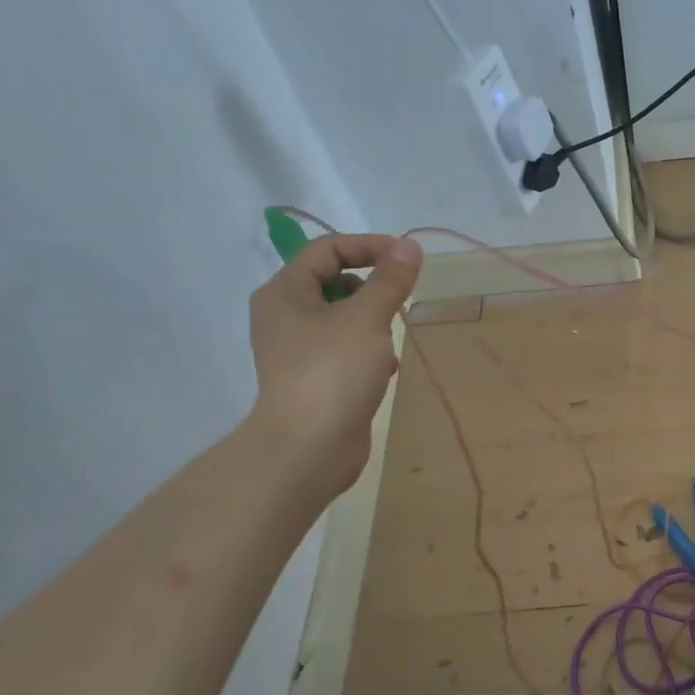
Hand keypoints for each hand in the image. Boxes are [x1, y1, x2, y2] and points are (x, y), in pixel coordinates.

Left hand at [247, 232, 422, 490]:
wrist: (309, 448)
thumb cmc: (333, 372)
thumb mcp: (368, 318)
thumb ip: (391, 280)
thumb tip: (409, 246)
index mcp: (285, 292)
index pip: (327, 249)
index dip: (369, 246)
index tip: (407, 259)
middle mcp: (285, 316)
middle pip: (334, 281)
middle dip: (373, 287)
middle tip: (400, 302)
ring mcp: (298, 350)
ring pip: (343, 318)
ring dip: (373, 321)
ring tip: (392, 337)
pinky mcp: (314, 378)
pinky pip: (346, 349)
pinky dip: (369, 351)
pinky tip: (385, 369)